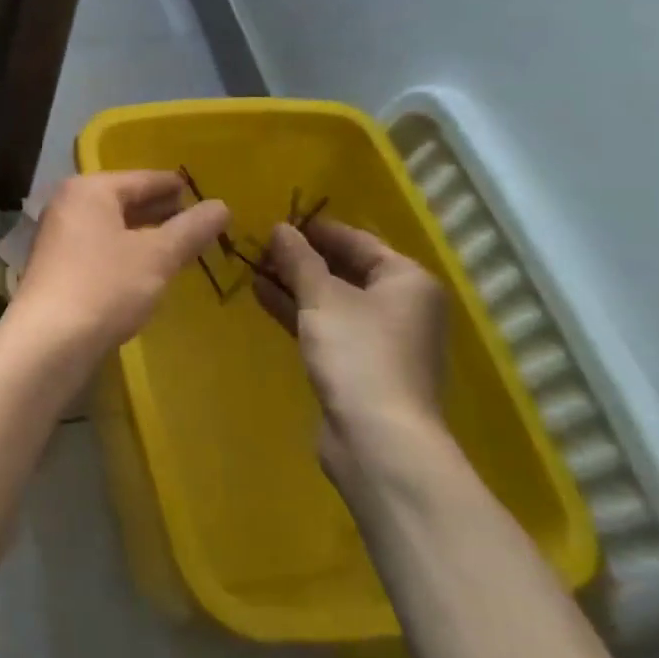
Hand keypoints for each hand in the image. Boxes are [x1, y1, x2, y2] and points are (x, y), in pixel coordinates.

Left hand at [9, 171, 229, 362]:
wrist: (48, 342)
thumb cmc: (105, 287)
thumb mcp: (157, 257)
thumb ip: (191, 229)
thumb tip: (222, 205)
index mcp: (90, 190)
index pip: (143, 178)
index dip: (176, 186)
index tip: (204, 193)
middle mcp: (68, 205)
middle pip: (124, 200)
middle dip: (160, 211)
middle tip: (198, 221)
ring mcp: (58, 237)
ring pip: (111, 226)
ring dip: (144, 235)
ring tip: (179, 245)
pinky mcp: (56, 267)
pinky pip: (99, 248)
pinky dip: (125, 253)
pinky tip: (147, 270)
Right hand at [257, 218, 450, 492]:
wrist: (378, 439)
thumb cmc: (358, 354)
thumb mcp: (322, 298)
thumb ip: (299, 259)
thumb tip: (281, 227)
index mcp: (406, 280)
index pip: (358, 240)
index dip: (317, 228)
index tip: (278, 218)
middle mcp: (401, 305)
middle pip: (346, 269)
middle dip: (302, 257)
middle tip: (260, 243)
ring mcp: (381, 338)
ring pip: (332, 299)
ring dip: (295, 284)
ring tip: (252, 266)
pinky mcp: (360, 365)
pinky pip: (326, 325)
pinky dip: (298, 311)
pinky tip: (262, 296)